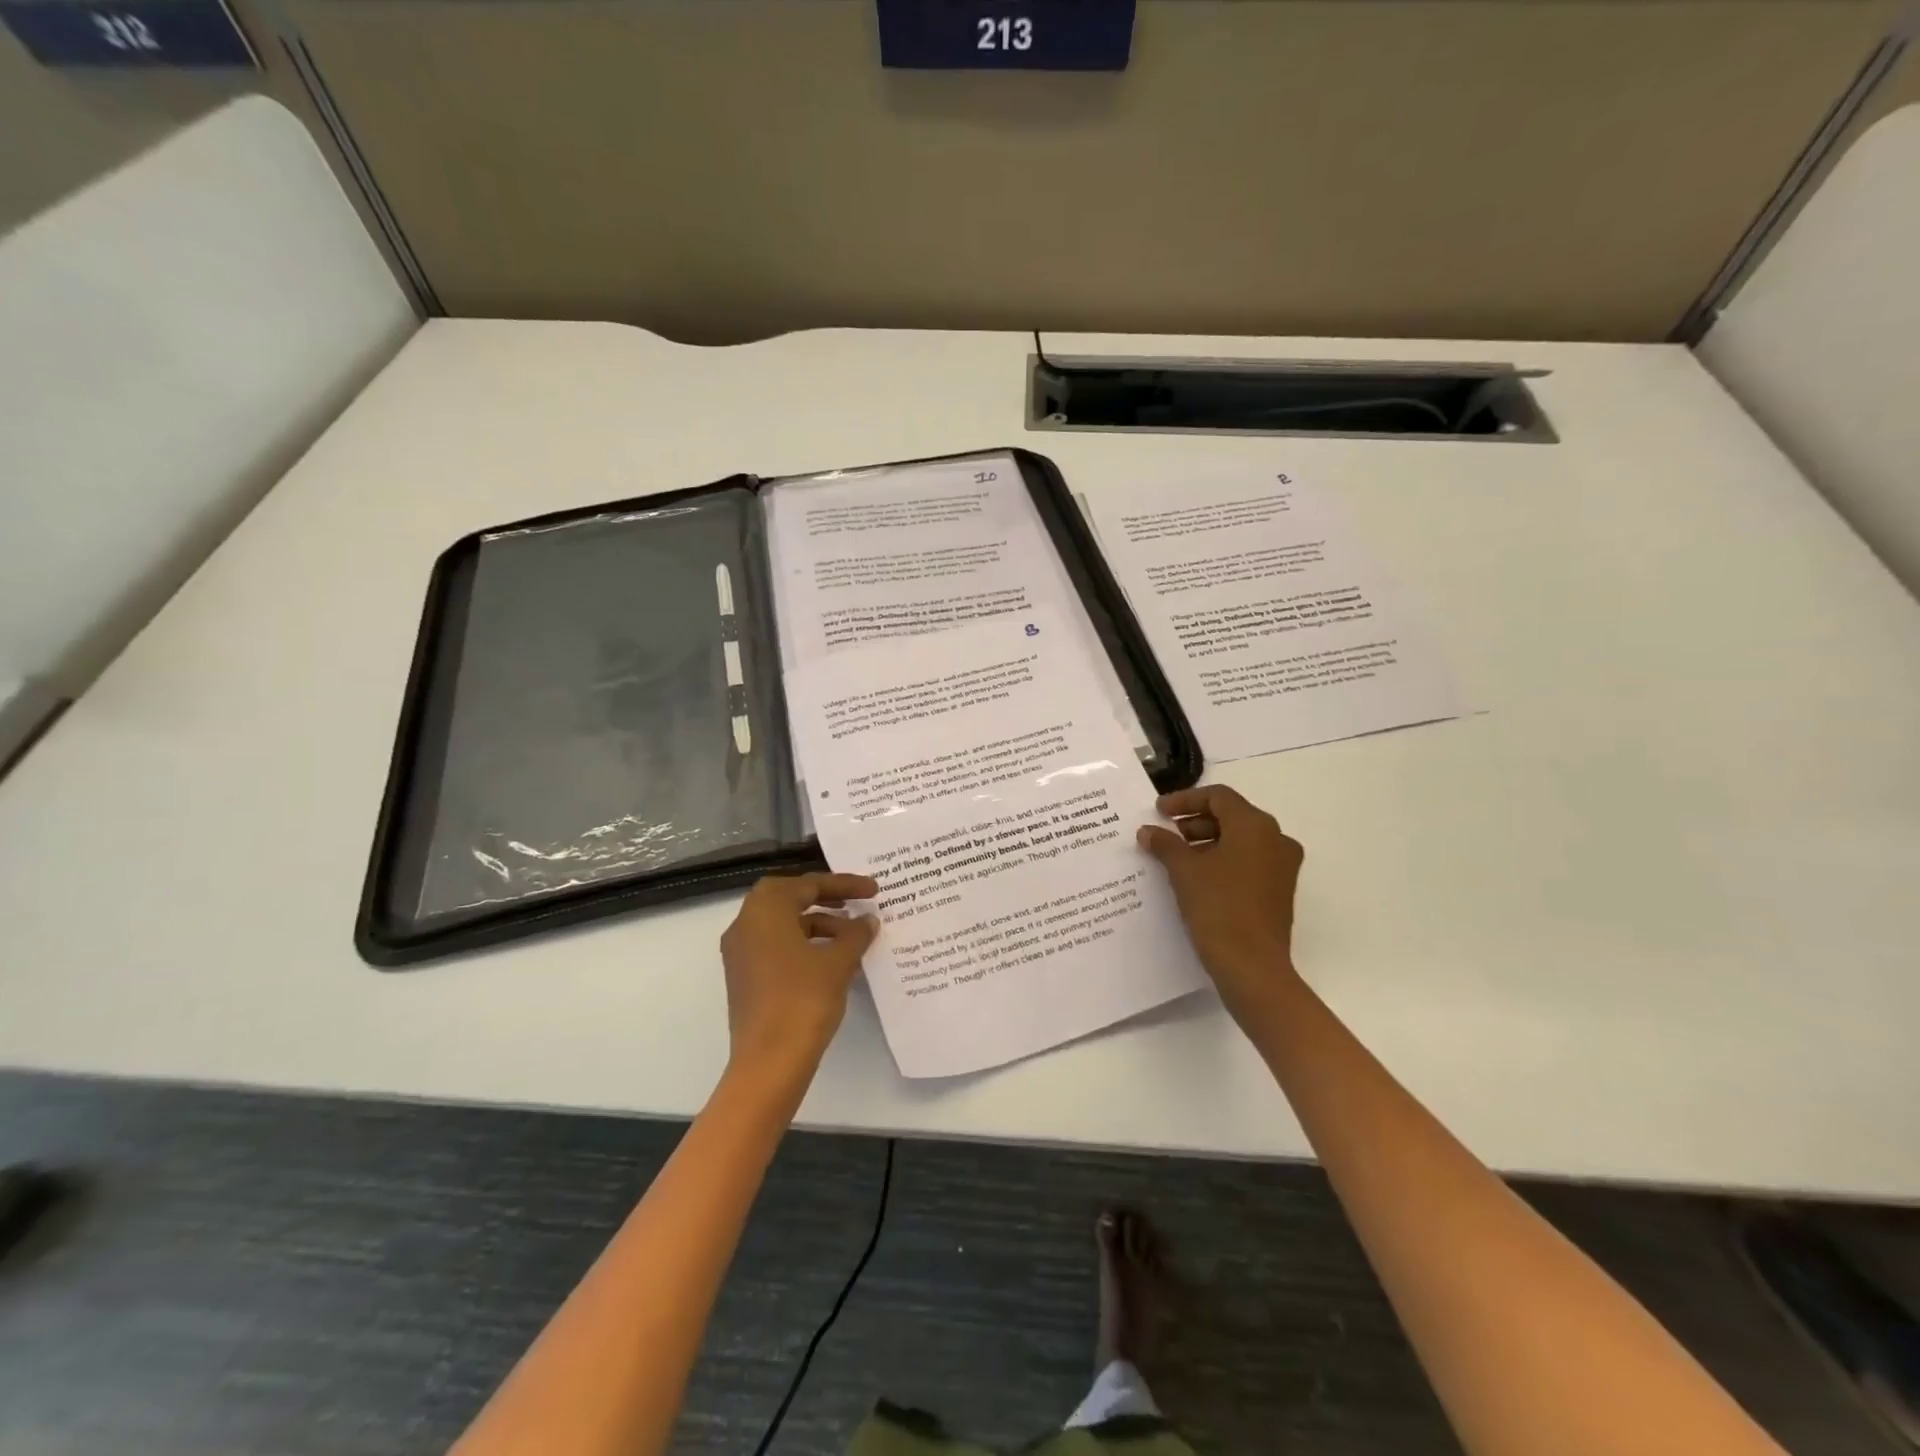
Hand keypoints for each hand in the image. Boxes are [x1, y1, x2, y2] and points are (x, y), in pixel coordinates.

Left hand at [719, 872, 879, 1077]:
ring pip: (783, 923)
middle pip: (790, 898)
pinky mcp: (744, 977)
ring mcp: (741, 952)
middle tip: (858, 902)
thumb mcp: (838, 962)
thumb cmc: (804, 1000)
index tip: (874, 890)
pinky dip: (804, 944)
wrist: (769, 1062)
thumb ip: (856, 934)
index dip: (845, 884)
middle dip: (826, 898)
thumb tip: (867, 921)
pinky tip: (832, 960)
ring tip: (852, 936)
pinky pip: (777, 946)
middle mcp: (746, 923)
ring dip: (818, 923)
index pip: (808, 884)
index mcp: (765, 909)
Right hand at [1138, 785, 1304, 1020]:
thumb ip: (1165, 844)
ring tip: (1175, 857)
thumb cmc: (1218, 906)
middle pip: (1231, 816)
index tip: (1158, 812)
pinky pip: (1248, 862)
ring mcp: (1282, 867)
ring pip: (1240, 841)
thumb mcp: (1184, 870)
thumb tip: (1148, 831)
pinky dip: (1222, 861)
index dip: (1184, 800)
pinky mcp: (1279, 891)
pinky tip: (1195, 877)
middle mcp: (1276, 839)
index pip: (1218, 797)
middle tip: (1166, 834)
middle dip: (1195, 822)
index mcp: (1256, 826)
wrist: (1251, 965)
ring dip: (1206, 842)